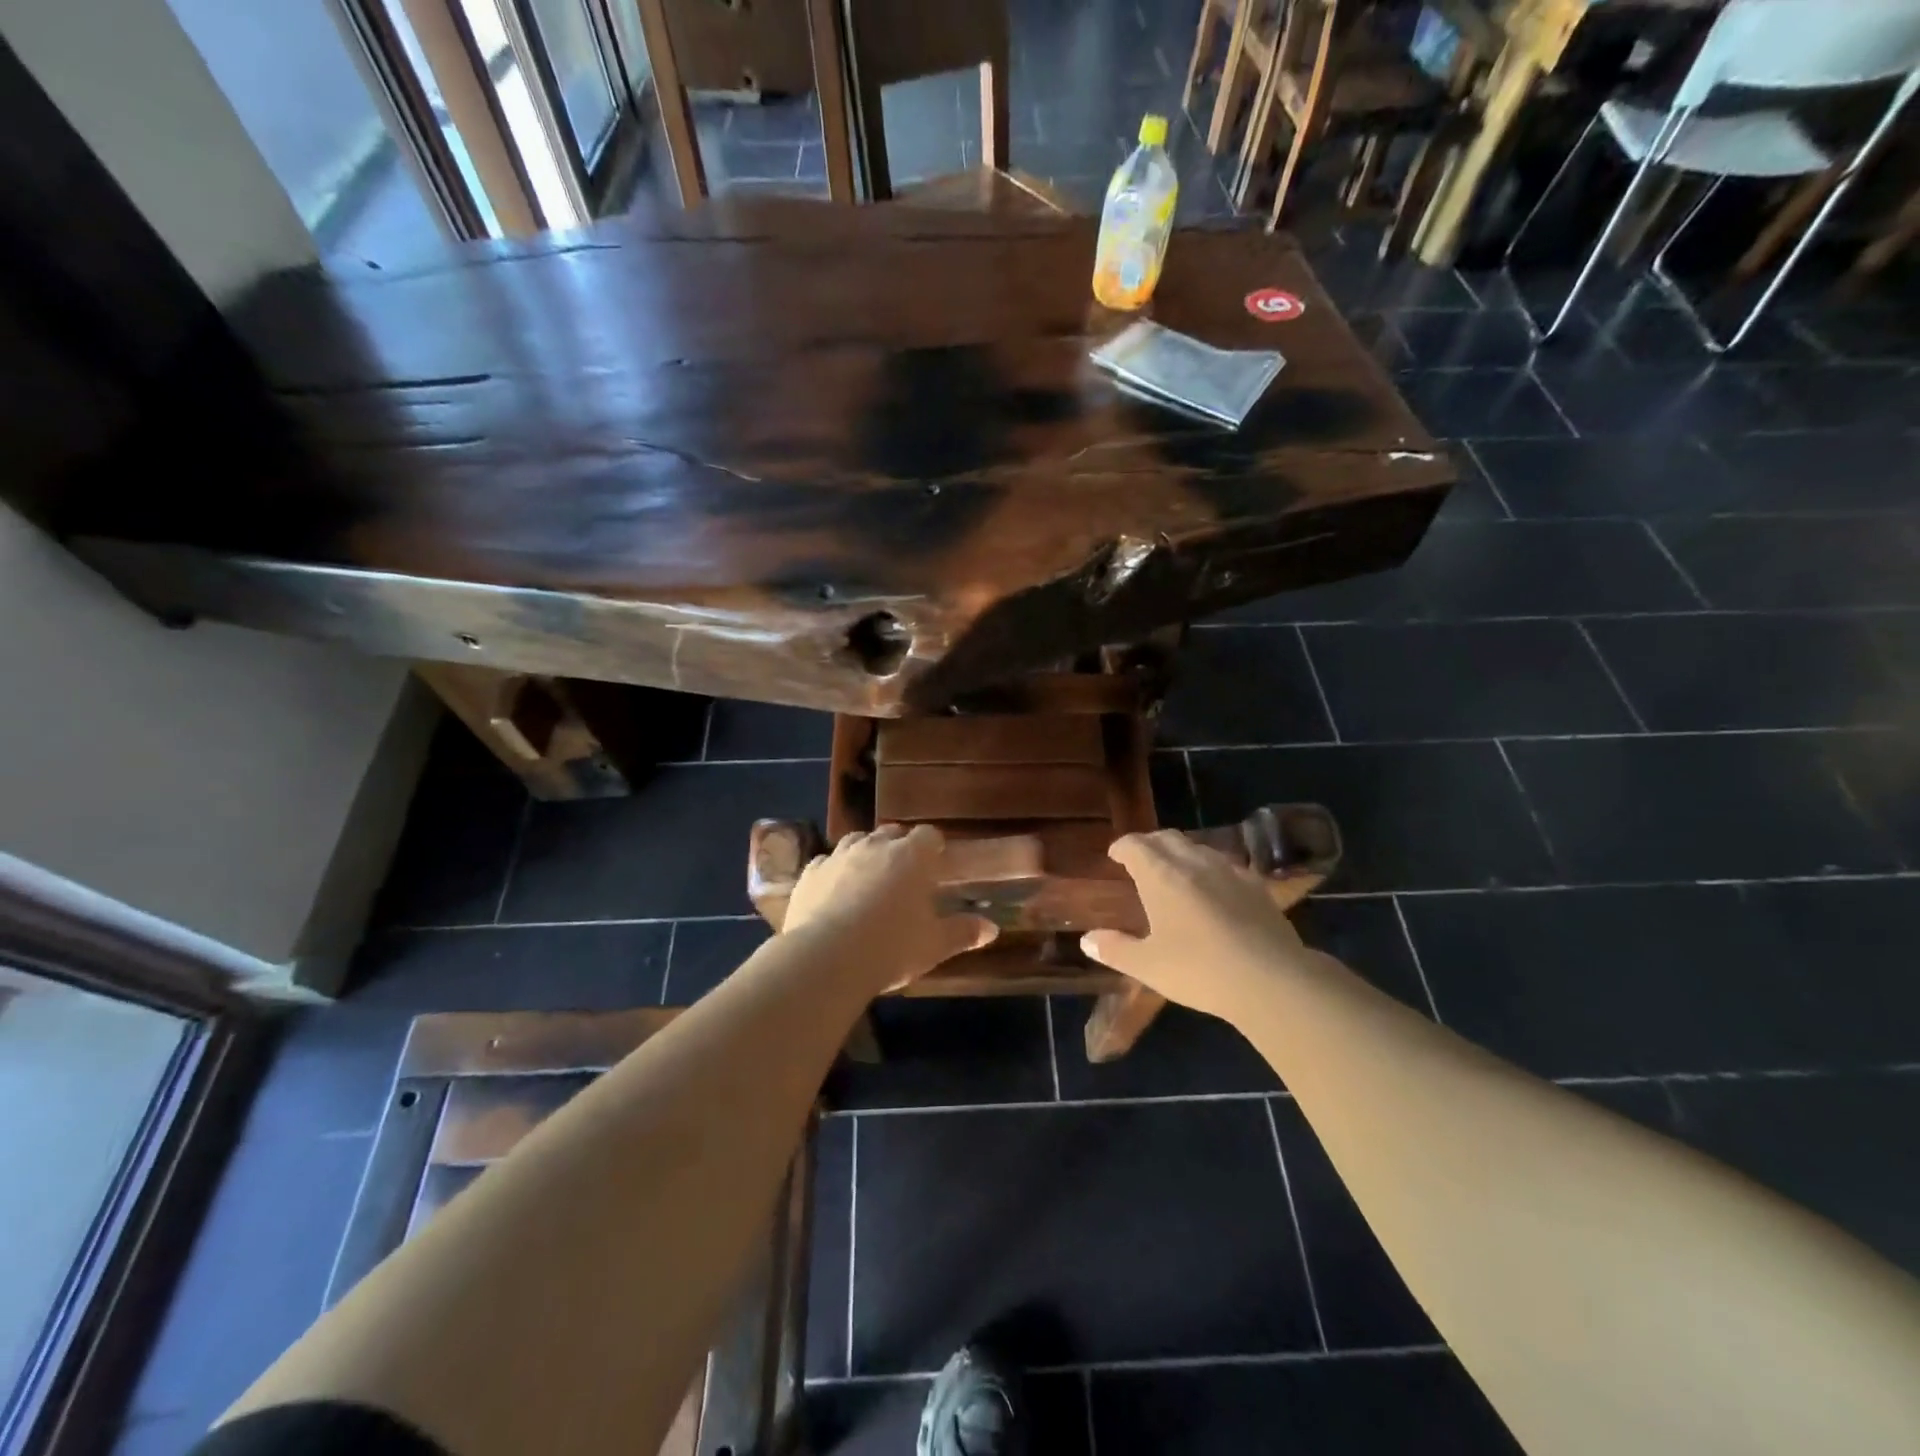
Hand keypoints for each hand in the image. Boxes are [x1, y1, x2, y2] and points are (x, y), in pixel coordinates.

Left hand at [782, 825, 996, 992]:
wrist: (827, 958)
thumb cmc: (891, 947)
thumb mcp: (934, 945)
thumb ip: (963, 932)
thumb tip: (992, 929)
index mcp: (912, 856)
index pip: (929, 835)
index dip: (934, 848)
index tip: (936, 864)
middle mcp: (875, 845)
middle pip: (892, 833)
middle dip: (900, 847)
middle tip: (905, 875)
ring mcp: (838, 855)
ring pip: (857, 841)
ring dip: (866, 853)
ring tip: (870, 879)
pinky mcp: (810, 873)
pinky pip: (826, 862)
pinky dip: (834, 871)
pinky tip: (835, 891)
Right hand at [1080, 831, 1313, 1019]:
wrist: (1272, 980)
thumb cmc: (1199, 971)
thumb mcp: (1148, 966)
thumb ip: (1115, 949)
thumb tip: (1087, 940)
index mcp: (1161, 875)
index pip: (1136, 845)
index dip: (1123, 847)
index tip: (1115, 855)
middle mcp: (1193, 863)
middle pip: (1167, 838)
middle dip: (1150, 844)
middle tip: (1140, 860)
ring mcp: (1230, 871)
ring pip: (1198, 849)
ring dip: (1180, 854)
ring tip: (1175, 874)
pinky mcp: (1257, 887)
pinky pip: (1226, 866)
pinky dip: (1210, 870)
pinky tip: (1214, 892)